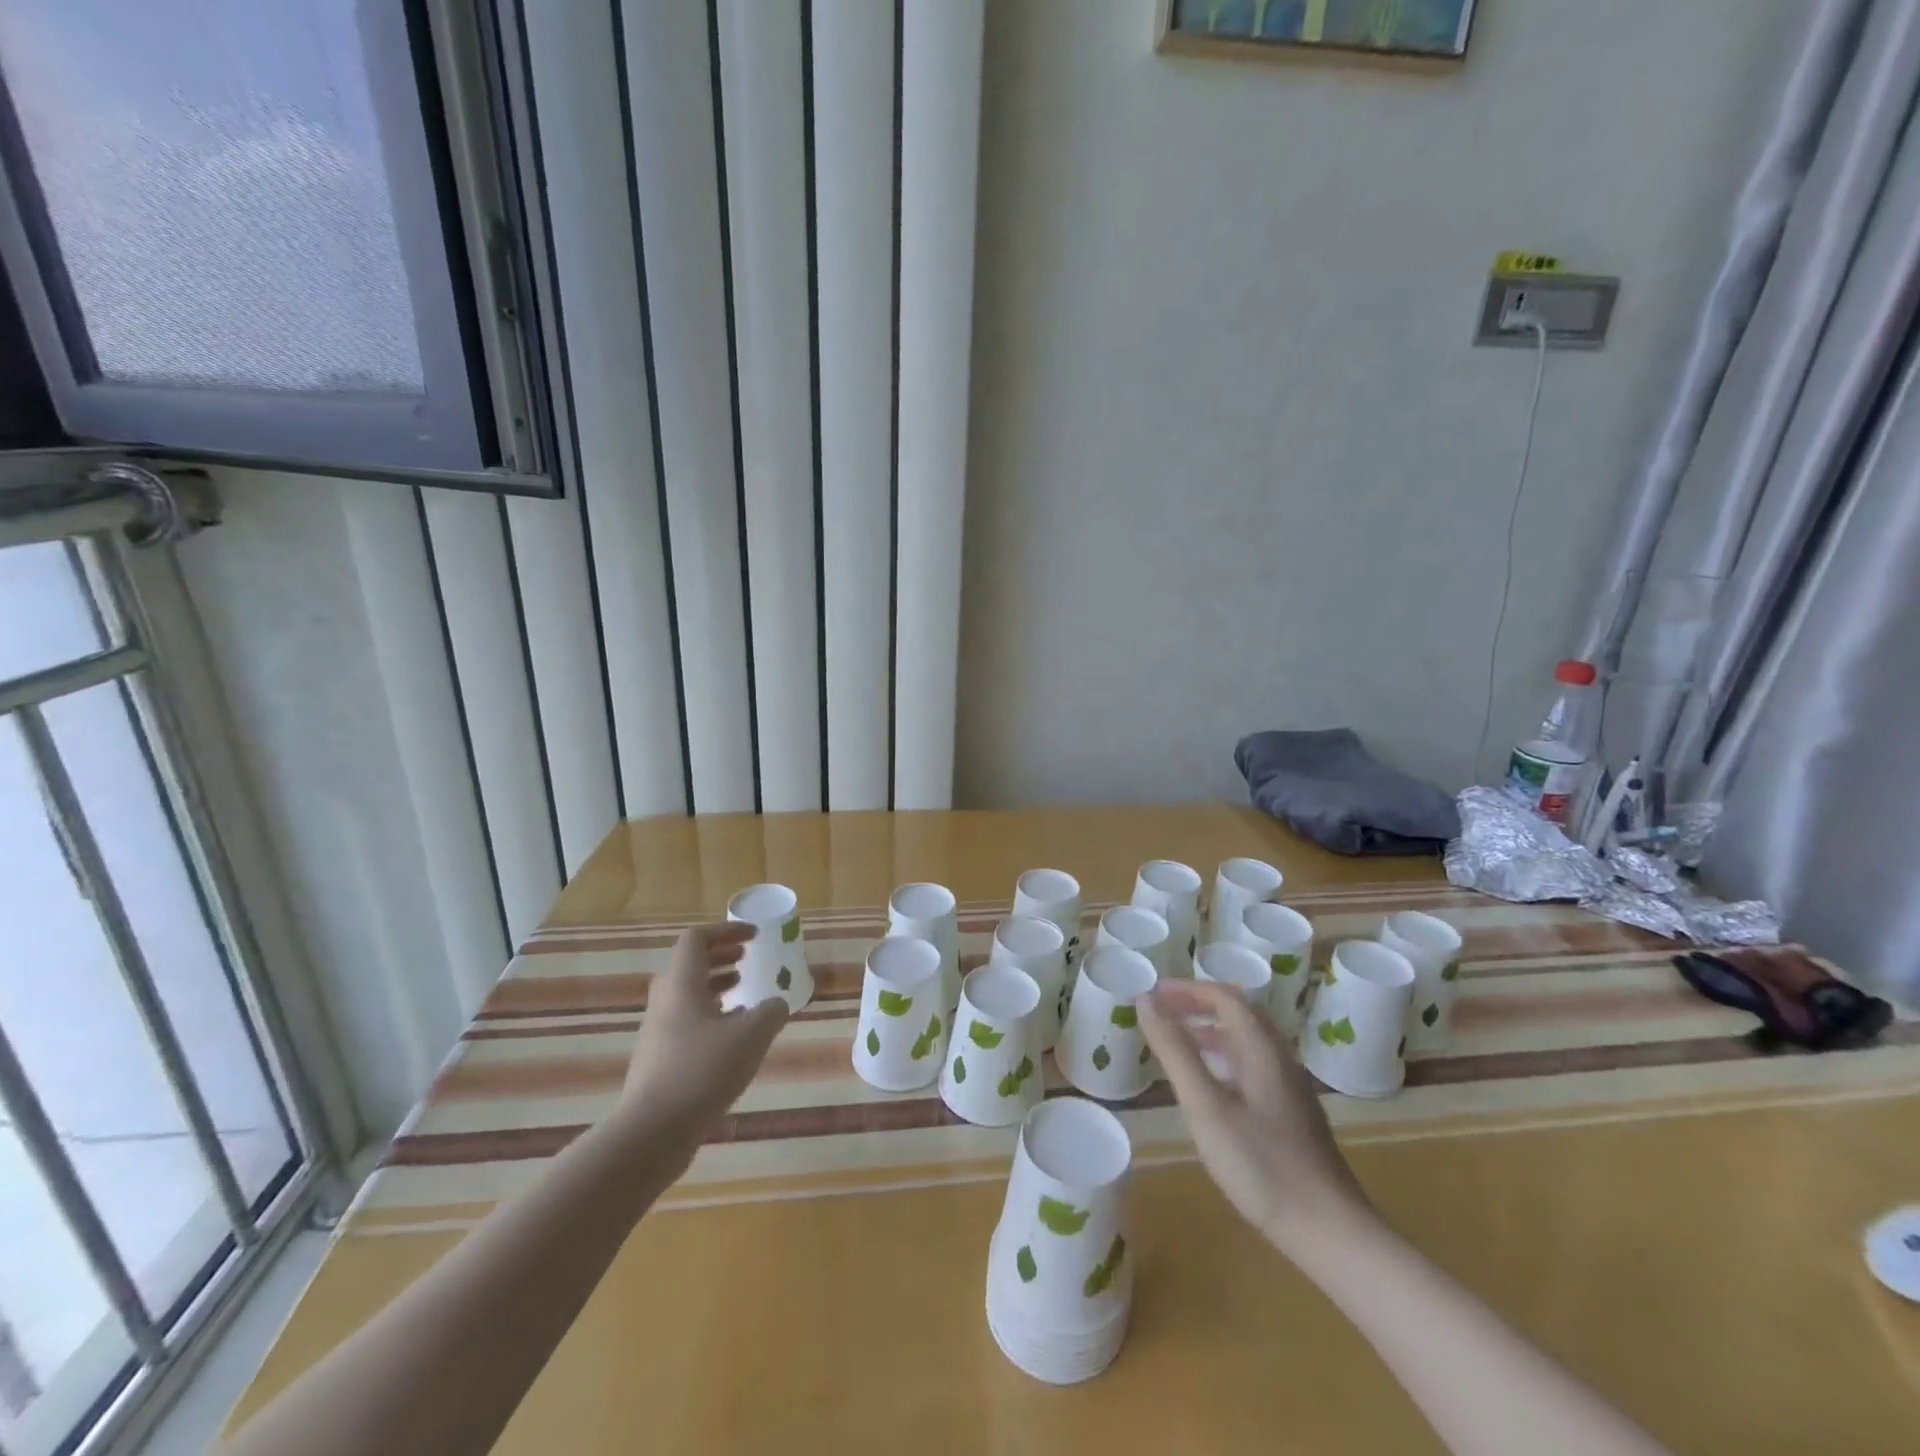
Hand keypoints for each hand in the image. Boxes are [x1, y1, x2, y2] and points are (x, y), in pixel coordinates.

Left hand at [616, 923, 787, 1154]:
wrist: (652, 1133)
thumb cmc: (702, 1071)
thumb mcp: (752, 1035)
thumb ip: (771, 1011)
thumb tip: (776, 1003)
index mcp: (681, 984)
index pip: (696, 939)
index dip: (726, 931)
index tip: (754, 937)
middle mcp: (664, 1001)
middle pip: (689, 964)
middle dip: (721, 956)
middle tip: (748, 959)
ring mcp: (658, 1033)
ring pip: (687, 995)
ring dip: (717, 987)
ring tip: (746, 996)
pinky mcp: (658, 1061)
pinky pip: (686, 1023)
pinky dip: (711, 1016)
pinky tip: (733, 1039)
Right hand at [1139, 980, 1370, 1252]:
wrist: (1330, 1232)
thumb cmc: (1261, 1165)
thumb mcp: (1205, 1106)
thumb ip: (1175, 1050)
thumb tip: (1146, 999)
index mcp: (1262, 1050)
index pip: (1226, 997)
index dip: (1188, 989)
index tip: (1154, 993)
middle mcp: (1280, 1060)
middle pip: (1241, 1013)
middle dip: (1200, 1004)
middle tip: (1163, 1011)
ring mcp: (1291, 1089)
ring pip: (1248, 1041)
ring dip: (1211, 1030)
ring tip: (1178, 1042)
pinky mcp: (1293, 1115)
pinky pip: (1254, 1065)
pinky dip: (1224, 1057)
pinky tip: (1210, 1086)